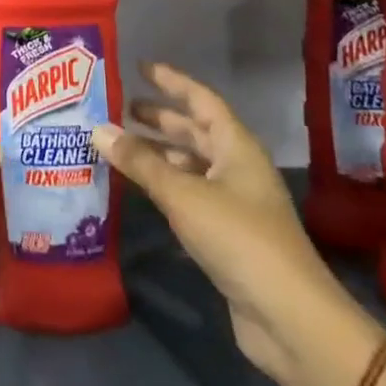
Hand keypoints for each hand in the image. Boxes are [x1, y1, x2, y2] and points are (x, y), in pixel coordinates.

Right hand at [93, 63, 379, 385]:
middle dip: (159, 119)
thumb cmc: (238, 238)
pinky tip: (137, 190)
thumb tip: (97, 129)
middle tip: (119, 108)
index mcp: (236, 148)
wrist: (288, 317)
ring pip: (190, 165)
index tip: (140, 67)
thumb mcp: (183, 194)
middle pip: (195, 132)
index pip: (201, 101)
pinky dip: (163, 186)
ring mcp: (233, 202)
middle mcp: (236, 168)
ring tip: (118, 146)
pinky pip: (188, 195)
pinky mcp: (225, 234)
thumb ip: (139, 162)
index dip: (172, 81)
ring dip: (157, 154)